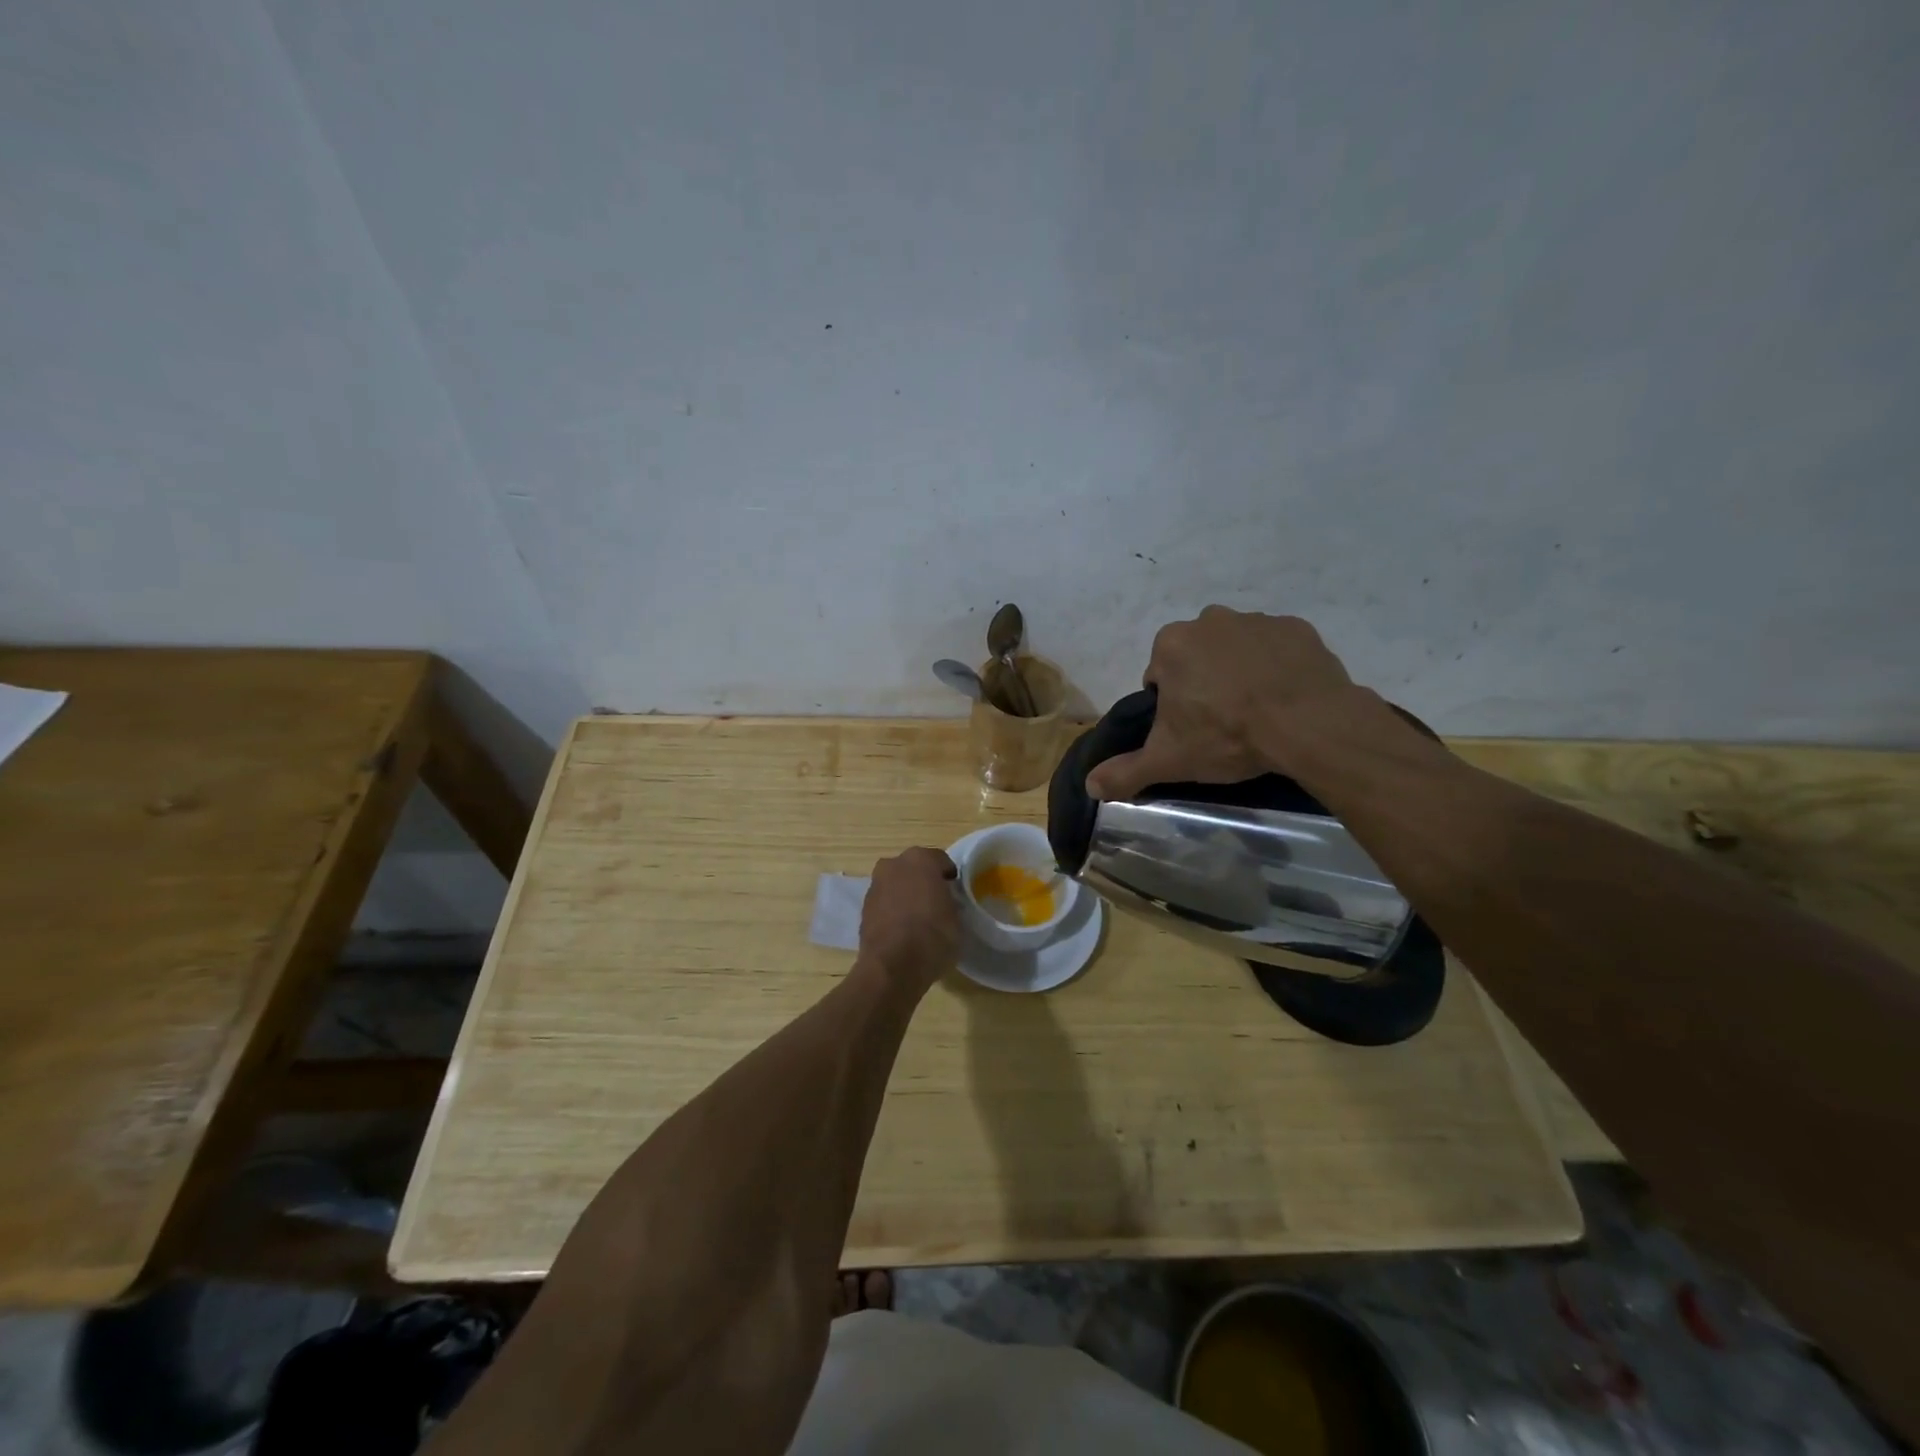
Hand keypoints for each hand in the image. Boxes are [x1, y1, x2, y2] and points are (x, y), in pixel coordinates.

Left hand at [857, 847, 959, 994]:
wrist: (892, 967)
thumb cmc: (933, 936)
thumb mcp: (957, 919)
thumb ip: (950, 901)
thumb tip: (945, 902)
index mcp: (920, 859)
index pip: (941, 861)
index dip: (950, 877)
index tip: (955, 893)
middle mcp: (894, 865)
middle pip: (915, 868)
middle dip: (924, 881)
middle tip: (937, 902)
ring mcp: (875, 885)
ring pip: (897, 884)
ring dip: (906, 894)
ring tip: (919, 919)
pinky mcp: (864, 908)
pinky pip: (885, 902)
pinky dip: (893, 910)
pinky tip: (903, 930)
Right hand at [1086, 608, 1364, 799]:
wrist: (1308, 724)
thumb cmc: (1226, 735)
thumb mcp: (1169, 760)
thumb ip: (1125, 771)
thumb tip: (1089, 785)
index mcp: (1171, 645)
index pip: (1160, 676)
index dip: (1172, 705)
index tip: (1191, 729)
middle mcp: (1209, 620)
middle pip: (1197, 658)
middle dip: (1204, 683)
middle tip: (1223, 722)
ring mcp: (1256, 620)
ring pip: (1237, 650)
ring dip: (1240, 673)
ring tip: (1258, 713)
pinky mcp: (1296, 628)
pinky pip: (1277, 648)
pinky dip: (1277, 667)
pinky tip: (1286, 698)